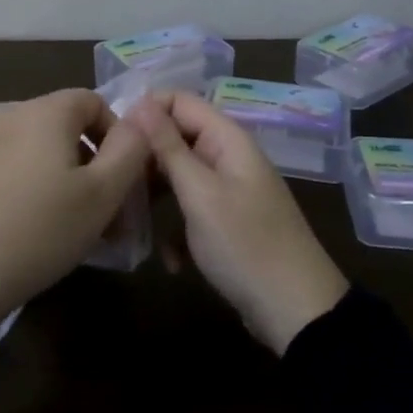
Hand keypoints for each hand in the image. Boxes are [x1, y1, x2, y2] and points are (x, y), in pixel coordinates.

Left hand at [0, 89, 149, 329]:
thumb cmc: (40, 229)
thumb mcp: (101, 195)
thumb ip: (130, 151)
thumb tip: (140, 122)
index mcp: (44, 111)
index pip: (94, 101)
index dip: (119, 135)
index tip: (125, 179)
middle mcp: (11, 116)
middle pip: (67, 127)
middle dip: (95, 164)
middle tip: (109, 213)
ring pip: (41, 152)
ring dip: (68, 181)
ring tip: (78, 229)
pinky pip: (14, 169)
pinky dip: (36, 189)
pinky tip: (38, 232)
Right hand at [127, 90, 347, 354]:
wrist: (297, 311)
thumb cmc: (245, 244)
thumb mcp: (200, 194)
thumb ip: (169, 147)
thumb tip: (142, 101)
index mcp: (227, 139)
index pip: (179, 101)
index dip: (145, 112)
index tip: (116, 141)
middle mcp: (227, 156)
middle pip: (175, 138)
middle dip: (145, 160)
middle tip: (116, 186)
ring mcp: (227, 190)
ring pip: (178, 177)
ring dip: (154, 198)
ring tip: (129, 221)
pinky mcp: (225, 222)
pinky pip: (189, 210)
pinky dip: (175, 231)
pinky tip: (171, 261)